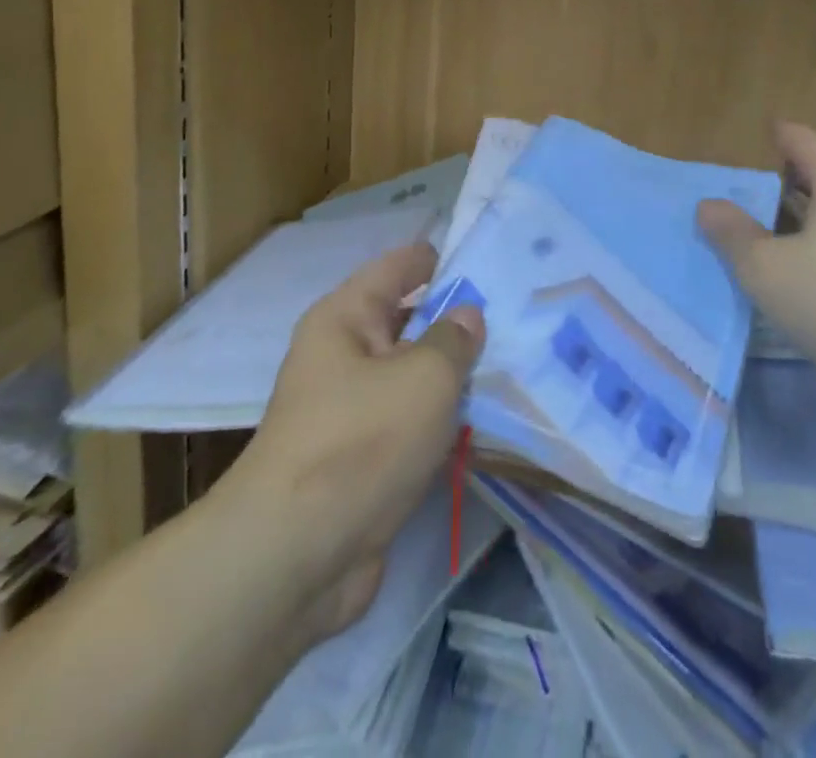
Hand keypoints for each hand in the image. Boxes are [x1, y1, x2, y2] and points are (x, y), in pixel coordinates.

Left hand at [235, 243, 483, 642]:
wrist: (296, 557)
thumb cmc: (360, 441)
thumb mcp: (422, 378)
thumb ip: (453, 339)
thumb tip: (467, 315)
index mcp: (346, 317)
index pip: (399, 266)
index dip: (441, 259)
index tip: (491, 259)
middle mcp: (344, 355)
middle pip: (408, 320)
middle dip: (457, 318)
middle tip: (518, 312)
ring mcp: (353, 409)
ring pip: (413, 375)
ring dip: (454, 374)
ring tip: (516, 359)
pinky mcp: (365, 458)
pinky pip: (412, 421)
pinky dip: (443, 419)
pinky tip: (488, 417)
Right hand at [697, 123, 815, 411]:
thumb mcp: (764, 265)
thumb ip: (733, 233)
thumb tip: (708, 205)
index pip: (808, 145)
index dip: (784, 135)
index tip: (767, 127)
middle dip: (789, 177)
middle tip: (752, 179)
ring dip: (799, 216)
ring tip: (762, 222)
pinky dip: (813, 244)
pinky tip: (790, 265)